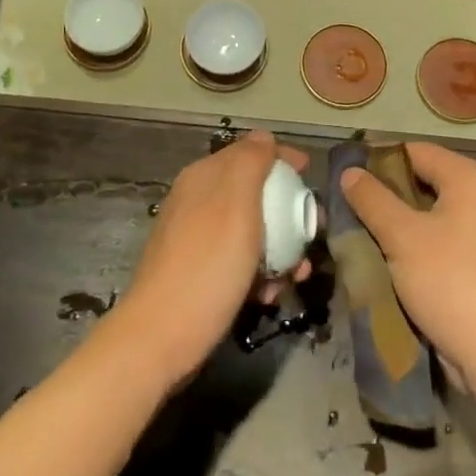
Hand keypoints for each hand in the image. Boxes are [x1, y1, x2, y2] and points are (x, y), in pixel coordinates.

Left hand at [111, 130, 311, 389]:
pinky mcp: (198, 272)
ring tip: (297, 274)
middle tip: (313, 232)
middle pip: (253, 192)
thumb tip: (264, 137)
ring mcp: (195, 238)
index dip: (282, 159)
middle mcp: (197, 200)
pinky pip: (238, 259)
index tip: (311, 177)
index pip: (249, 151)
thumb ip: (251, 162)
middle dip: (288, 210)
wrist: (162, 337)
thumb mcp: (236, 203)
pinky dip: (259, 271)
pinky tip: (269, 294)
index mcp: (204, 177)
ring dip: (280, 246)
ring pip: (250, 229)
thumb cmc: (208, 265)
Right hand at [340, 142, 475, 386]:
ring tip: (361, 231)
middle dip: (385, 193)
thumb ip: (372, 199)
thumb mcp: (402, 237)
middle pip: (423, 179)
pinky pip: (440, 236)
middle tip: (349, 207)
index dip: (378, 160)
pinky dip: (415, 241)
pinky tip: (387, 256)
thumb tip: (350, 172)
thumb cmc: (450, 283)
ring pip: (429, 211)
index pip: (415, 151)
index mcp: (470, 178)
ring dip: (397, 221)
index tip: (345, 177)